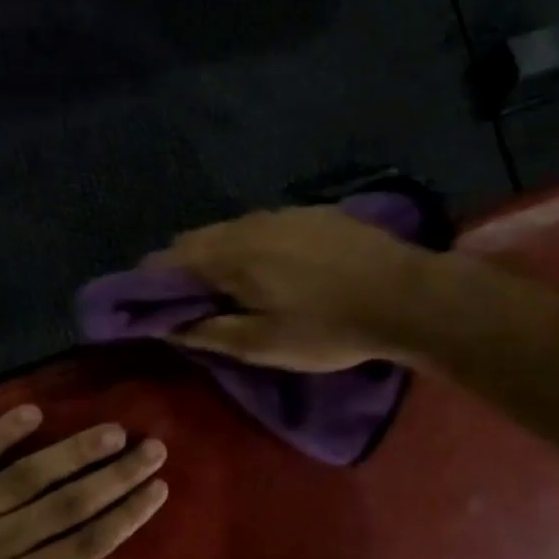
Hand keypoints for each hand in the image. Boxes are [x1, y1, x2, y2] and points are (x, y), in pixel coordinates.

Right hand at [158, 207, 434, 370]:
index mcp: (231, 255)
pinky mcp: (314, 213)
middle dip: (184, 268)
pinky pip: (265, 226)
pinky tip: (273, 268)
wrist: (407, 296)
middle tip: (191, 303)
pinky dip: (252, 245)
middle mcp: (249, 223)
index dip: (152, 283)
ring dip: (219, 255)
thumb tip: (170, 326)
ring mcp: (285, 213)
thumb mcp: (264, 345)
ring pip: (232, 230)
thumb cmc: (329, 329)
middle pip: (197, 239)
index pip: (169, 259)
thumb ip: (211, 333)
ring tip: (231, 287)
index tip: (152, 306)